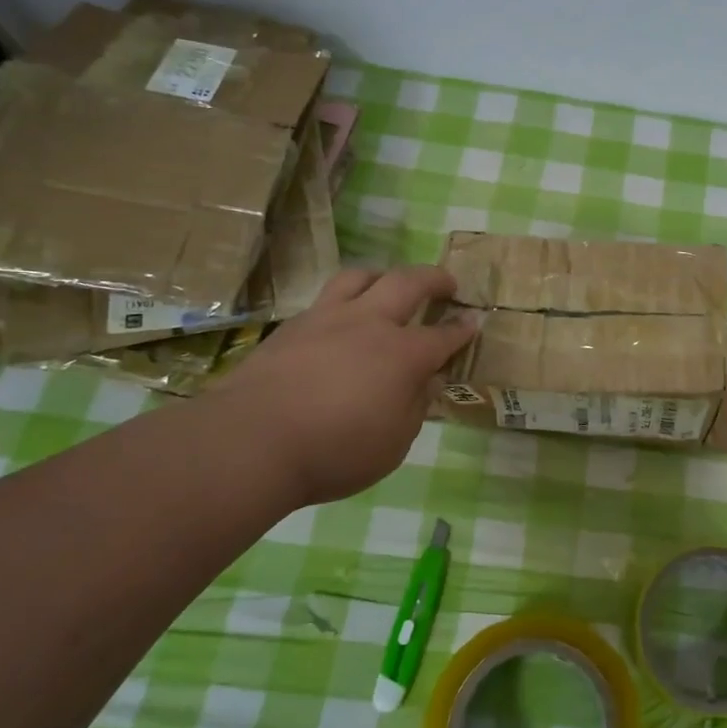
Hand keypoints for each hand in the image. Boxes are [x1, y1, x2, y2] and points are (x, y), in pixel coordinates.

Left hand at [215, 265, 476, 504]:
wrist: (251, 441)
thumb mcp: (394, 444)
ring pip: (361, 277)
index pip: (443, 336)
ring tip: (389, 285)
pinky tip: (341, 319)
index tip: (475, 322)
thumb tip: (425, 382)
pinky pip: (326, 299)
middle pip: (408, 283)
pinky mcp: (292, 327)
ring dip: (384, 276)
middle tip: (447, 284)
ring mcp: (326, 319)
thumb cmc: (334, 452)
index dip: (462, 330)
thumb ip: (414, 407)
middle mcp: (369, 324)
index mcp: (403, 354)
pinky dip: (345, 299)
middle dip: (434, 279)